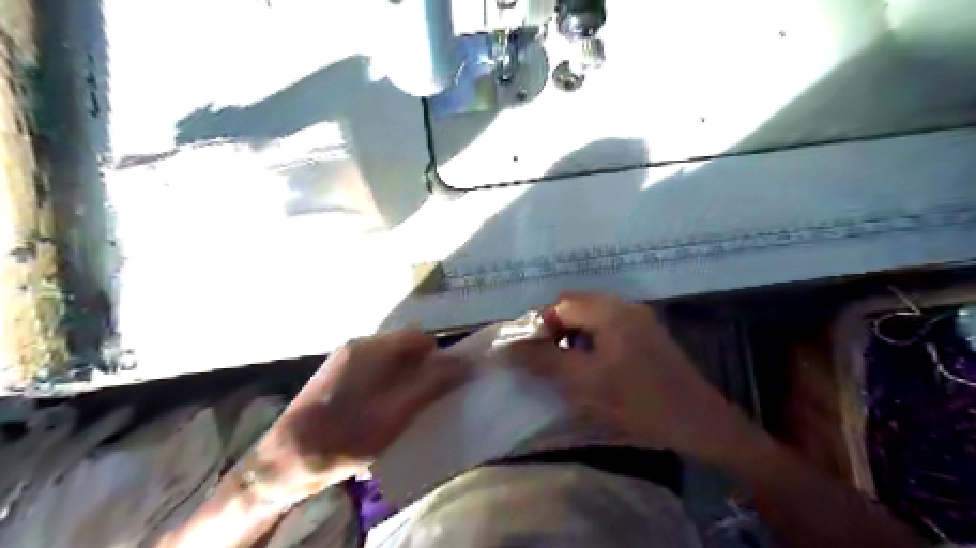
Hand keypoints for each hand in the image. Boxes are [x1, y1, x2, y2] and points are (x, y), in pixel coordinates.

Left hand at [249, 330, 468, 504]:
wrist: (285, 461)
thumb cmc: (345, 436)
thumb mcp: (396, 414)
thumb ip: (432, 385)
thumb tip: (464, 363)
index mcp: (371, 349)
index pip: (419, 337)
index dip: (439, 356)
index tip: (447, 382)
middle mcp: (357, 345)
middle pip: (404, 347)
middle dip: (422, 368)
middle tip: (429, 398)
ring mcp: (344, 359)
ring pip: (389, 359)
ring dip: (405, 376)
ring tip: (408, 406)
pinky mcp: (336, 375)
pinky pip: (374, 369)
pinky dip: (388, 383)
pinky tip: (384, 408)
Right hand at [511, 291, 748, 458]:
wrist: (698, 421)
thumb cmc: (638, 401)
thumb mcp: (585, 383)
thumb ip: (544, 361)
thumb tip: (509, 348)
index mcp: (609, 311)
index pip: (560, 305)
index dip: (540, 326)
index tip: (531, 353)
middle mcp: (624, 305)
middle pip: (575, 305)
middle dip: (555, 327)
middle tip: (547, 358)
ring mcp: (638, 317)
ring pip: (591, 315)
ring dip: (573, 332)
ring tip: (567, 362)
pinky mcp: (646, 332)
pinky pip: (608, 324)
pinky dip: (591, 337)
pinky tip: (593, 362)